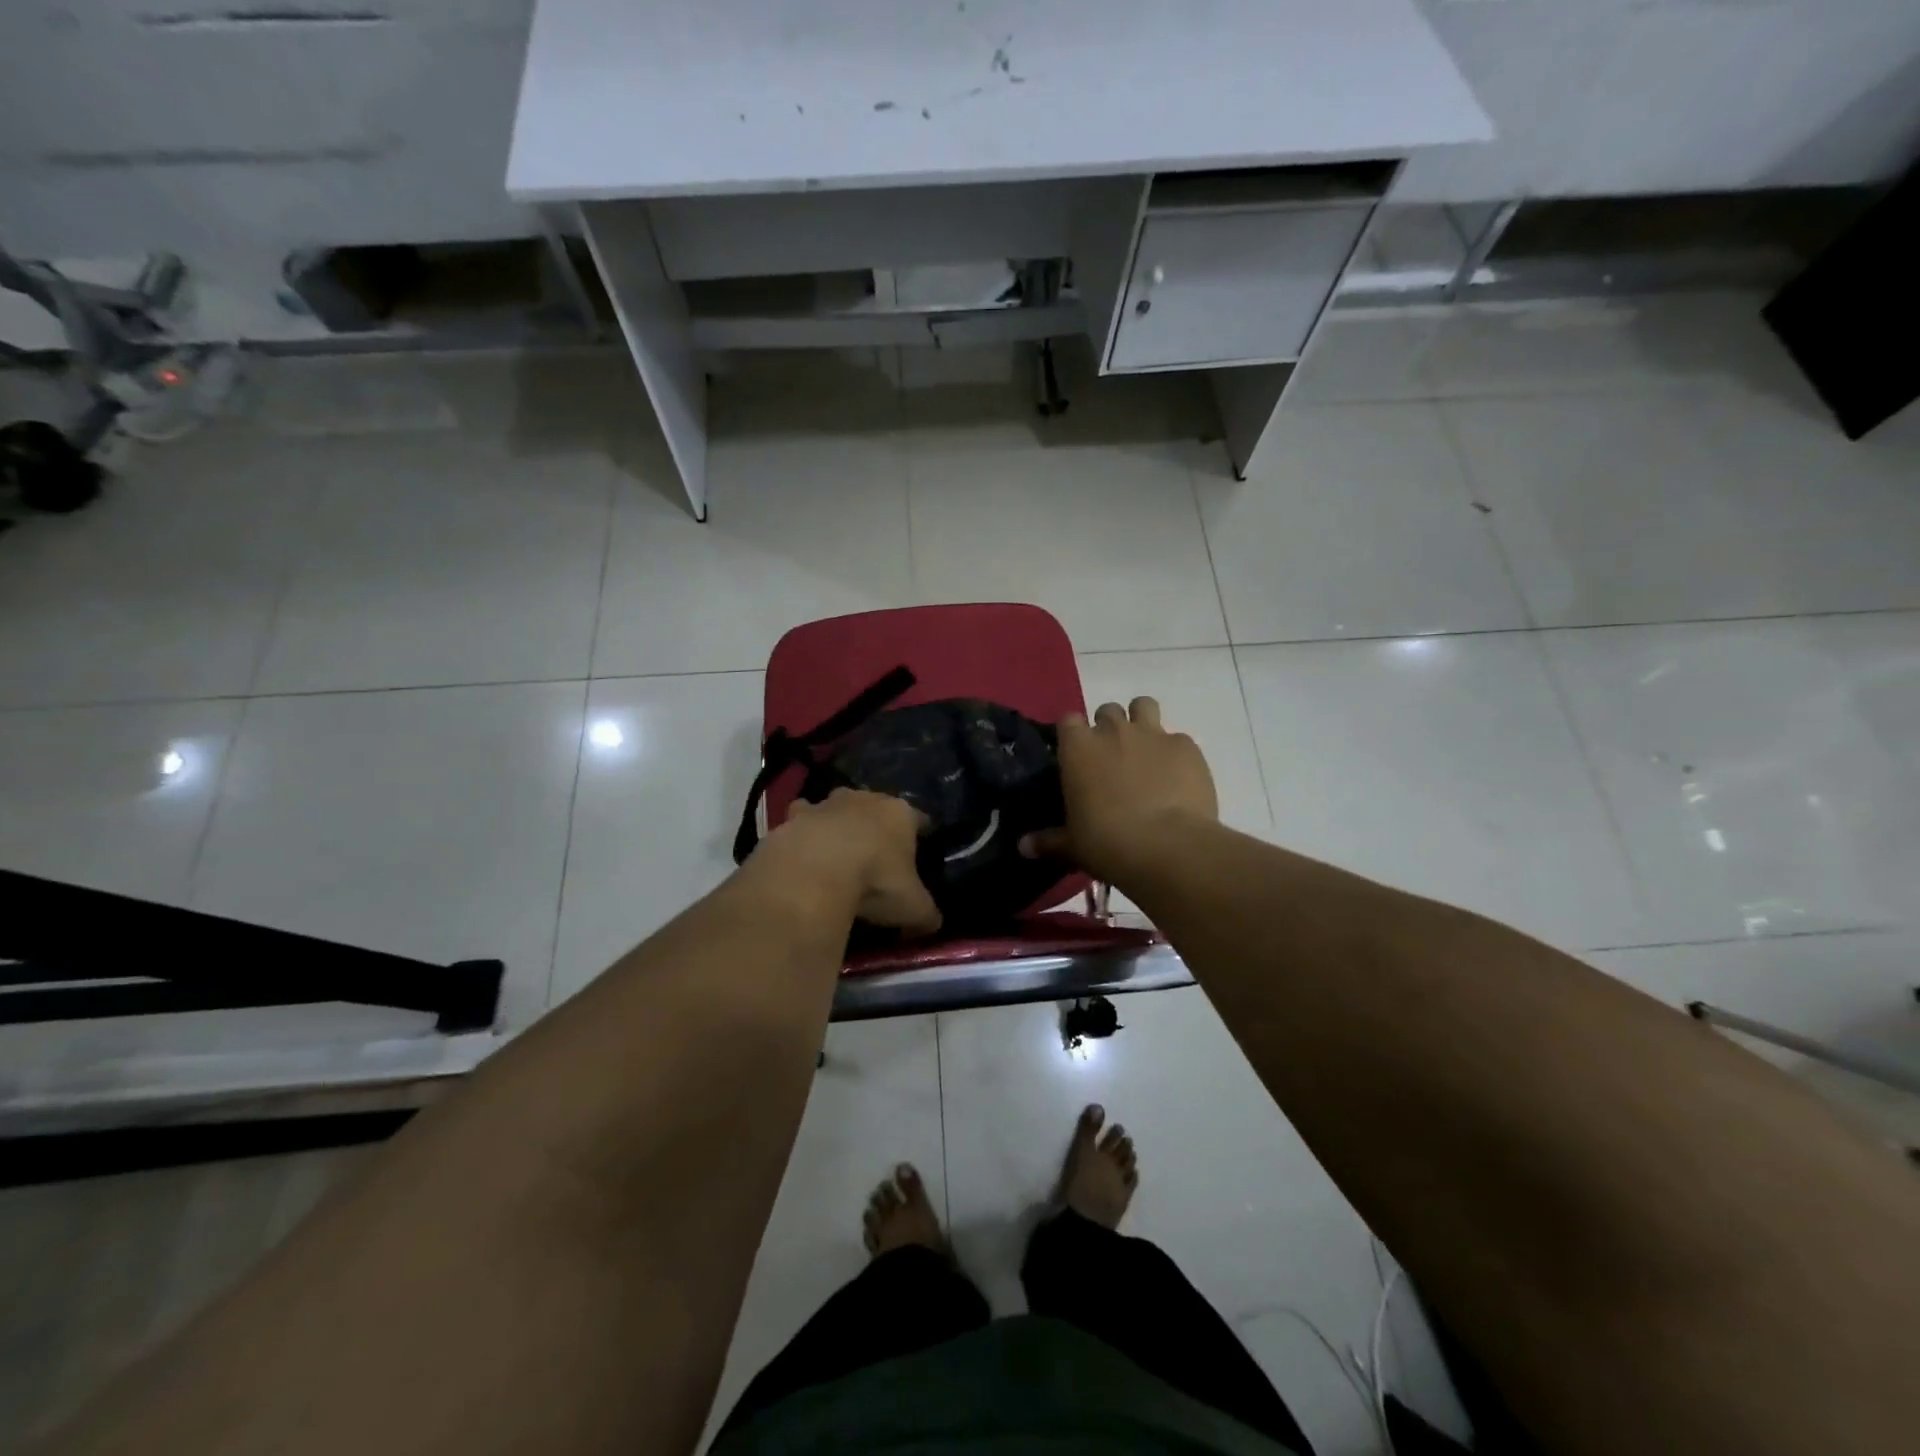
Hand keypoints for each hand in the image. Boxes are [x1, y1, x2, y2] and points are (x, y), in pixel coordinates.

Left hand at [765, 789, 941, 935]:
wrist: (812, 873)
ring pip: (834, 808)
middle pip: (875, 807)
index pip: (919, 819)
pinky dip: (801, 836)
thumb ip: (926, 914)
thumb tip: (932, 924)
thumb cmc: (874, 882)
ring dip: (835, 824)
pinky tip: (800, 857)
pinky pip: (799, 823)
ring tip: (833, 853)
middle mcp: (865, 799)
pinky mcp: (791, 818)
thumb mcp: (913, 908)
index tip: (919, 850)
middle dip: (875, 825)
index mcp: (900, 814)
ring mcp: (825, 804)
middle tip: (875, 855)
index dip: (920, 835)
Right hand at [1020, 698, 1216, 883]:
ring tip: (1145, 752)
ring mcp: (1153, 734)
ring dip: (1142, 722)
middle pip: (1107, 710)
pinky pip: (1178, 739)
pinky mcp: (1186, 747)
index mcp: (1078, 748)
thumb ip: (1049, 841)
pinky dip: (1175, 753)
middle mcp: (1113, 731)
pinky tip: (1178, 779)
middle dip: (1109, 728)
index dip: (1073, 735)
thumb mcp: (1072, 846)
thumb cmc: (1107, 843)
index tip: (1076, 755)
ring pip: (1143, 706)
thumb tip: (1024, 846)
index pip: (1068, 720)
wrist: (1167, 847)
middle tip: (1112, 759)